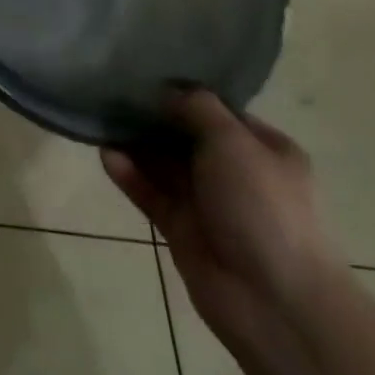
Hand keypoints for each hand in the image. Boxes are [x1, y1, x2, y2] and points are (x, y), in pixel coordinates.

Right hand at [103, 89, 342, 346]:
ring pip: (164, 165)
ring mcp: (208, 204)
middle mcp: (237, 173)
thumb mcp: (234, 141)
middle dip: (153, 117)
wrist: (273, 301)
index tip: (147, 74)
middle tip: (113, 92)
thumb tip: (167, 92)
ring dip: (135, 145)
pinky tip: (105, 155)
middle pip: (186, 136)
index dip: (186, 94)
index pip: (220, 112)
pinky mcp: (182, 229)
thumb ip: (197, 108)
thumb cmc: (263, 207)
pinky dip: (129, 175)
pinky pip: (150, 194)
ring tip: (101, 119)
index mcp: (264, 150)